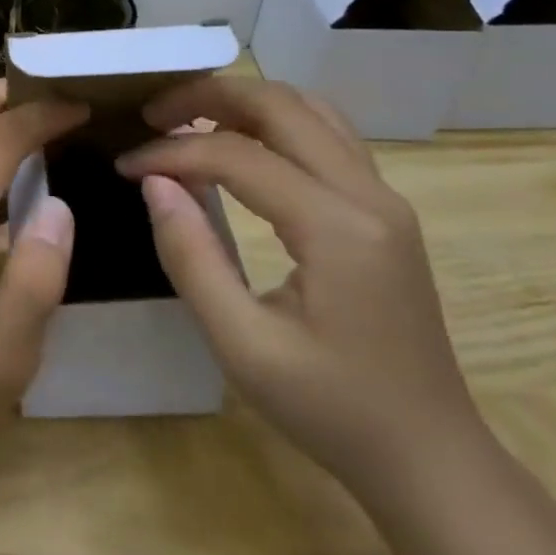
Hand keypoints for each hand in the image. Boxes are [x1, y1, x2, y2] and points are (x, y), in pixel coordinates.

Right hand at [117, 77, 484, 496]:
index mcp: (337, 228)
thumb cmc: (332, 411)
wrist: (430, 458)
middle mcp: (369, 194)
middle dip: (207, 97)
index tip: (125, 165)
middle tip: (152, 114)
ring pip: (308, 108)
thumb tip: (154, 183)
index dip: (172, 152)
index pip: (237, 156)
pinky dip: (275, 122)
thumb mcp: (243, 346)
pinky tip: (241, 145)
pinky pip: (327, 135)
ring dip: (244, 102)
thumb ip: (191, 257)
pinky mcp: (385, 209)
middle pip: (280, 105)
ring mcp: (385, 197)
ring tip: (189, 120)